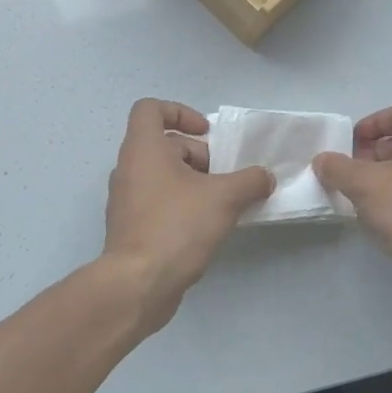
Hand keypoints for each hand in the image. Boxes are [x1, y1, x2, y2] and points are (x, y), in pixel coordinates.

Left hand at [102, 99, 273, 330]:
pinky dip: (180, 204)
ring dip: (192, 181)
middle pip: (163, 144)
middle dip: (198, 155)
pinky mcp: (130, 226)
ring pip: (162, 174)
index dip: (181, 112)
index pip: (150, 108)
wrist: (138, 283)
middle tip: (224, 177)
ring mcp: (126, 198)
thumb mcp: (224, 198)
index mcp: (143, 148)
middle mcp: (128, 167)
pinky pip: (157, 201)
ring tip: (221, 204)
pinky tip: (205, 227)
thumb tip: (265, 178)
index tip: (207, 134)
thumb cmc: (177, 226)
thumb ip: (250, 181)